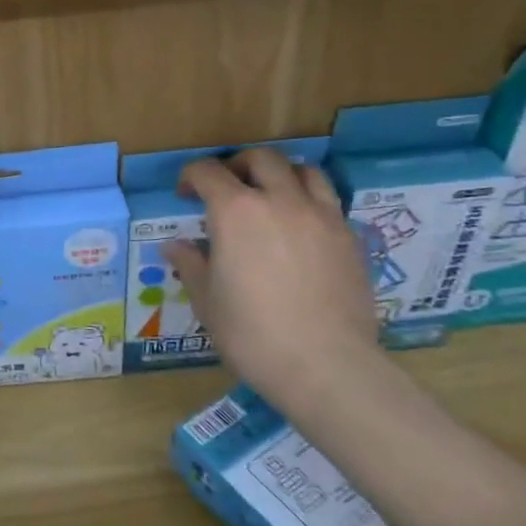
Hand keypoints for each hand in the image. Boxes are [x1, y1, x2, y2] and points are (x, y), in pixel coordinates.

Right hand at [165, 148, 380, 403]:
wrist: (326, 366)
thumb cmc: (252, 334)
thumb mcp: (207, 301)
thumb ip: (191, 265)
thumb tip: (175, 246)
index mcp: (236, 212)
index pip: (208, 172)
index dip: (192, 176)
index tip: (185, 194)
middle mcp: (280, 201)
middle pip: (261, 159)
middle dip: (238, 165)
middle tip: (227, 188)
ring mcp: (321, 216)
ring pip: (303, 171)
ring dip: (281, 174)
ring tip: (271, 197)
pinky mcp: (350, 238)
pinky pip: (328, 201)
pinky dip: (309, 201)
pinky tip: (301, 228)